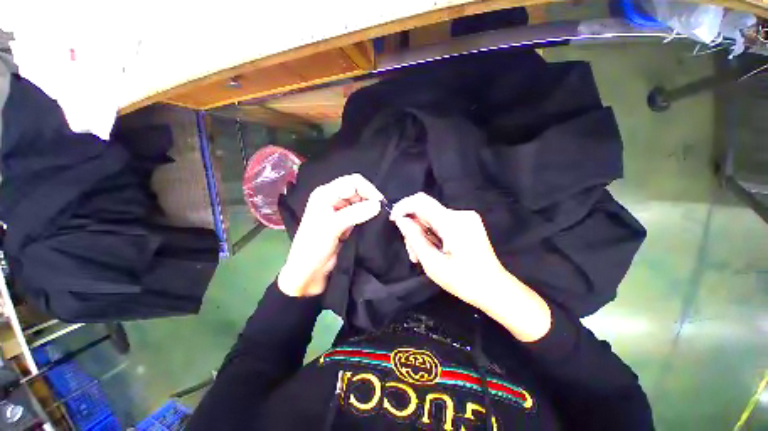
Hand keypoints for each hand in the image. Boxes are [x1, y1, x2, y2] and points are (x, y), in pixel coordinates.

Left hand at [278, 174, 382, 296]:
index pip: (352, 182)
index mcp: (325, 193)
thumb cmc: (314, 246)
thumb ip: (355, 213)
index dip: (368, 189)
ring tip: (378, 216)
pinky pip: (360, 212)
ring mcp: (339, 210)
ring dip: (370, 206)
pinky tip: (373, 220)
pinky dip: (367, 215)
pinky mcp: (345, 221)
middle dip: (370, 197)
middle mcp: (332, 198)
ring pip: (360, 201)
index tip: (380, 203)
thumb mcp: (333, 227)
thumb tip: (378, 204)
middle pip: (357, 190)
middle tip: (381, 211)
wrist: (309, 270)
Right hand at [389, 192, 506, 308]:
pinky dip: (432, 234)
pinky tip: (434, 250)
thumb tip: (401, 220)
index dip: (403, 207)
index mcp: (453, 223)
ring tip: (422, 256)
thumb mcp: (433, 263)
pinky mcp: (467, 223)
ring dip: (422, 234)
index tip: (394, 220)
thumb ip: (415, 238)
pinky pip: (441, 222)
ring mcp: (466, 217)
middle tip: (412, 253)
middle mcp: (460, 214)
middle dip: (413, 228)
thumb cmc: (464, 281)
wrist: (494, 288)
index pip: (421, 201)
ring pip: (432, 218)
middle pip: (425, 211)